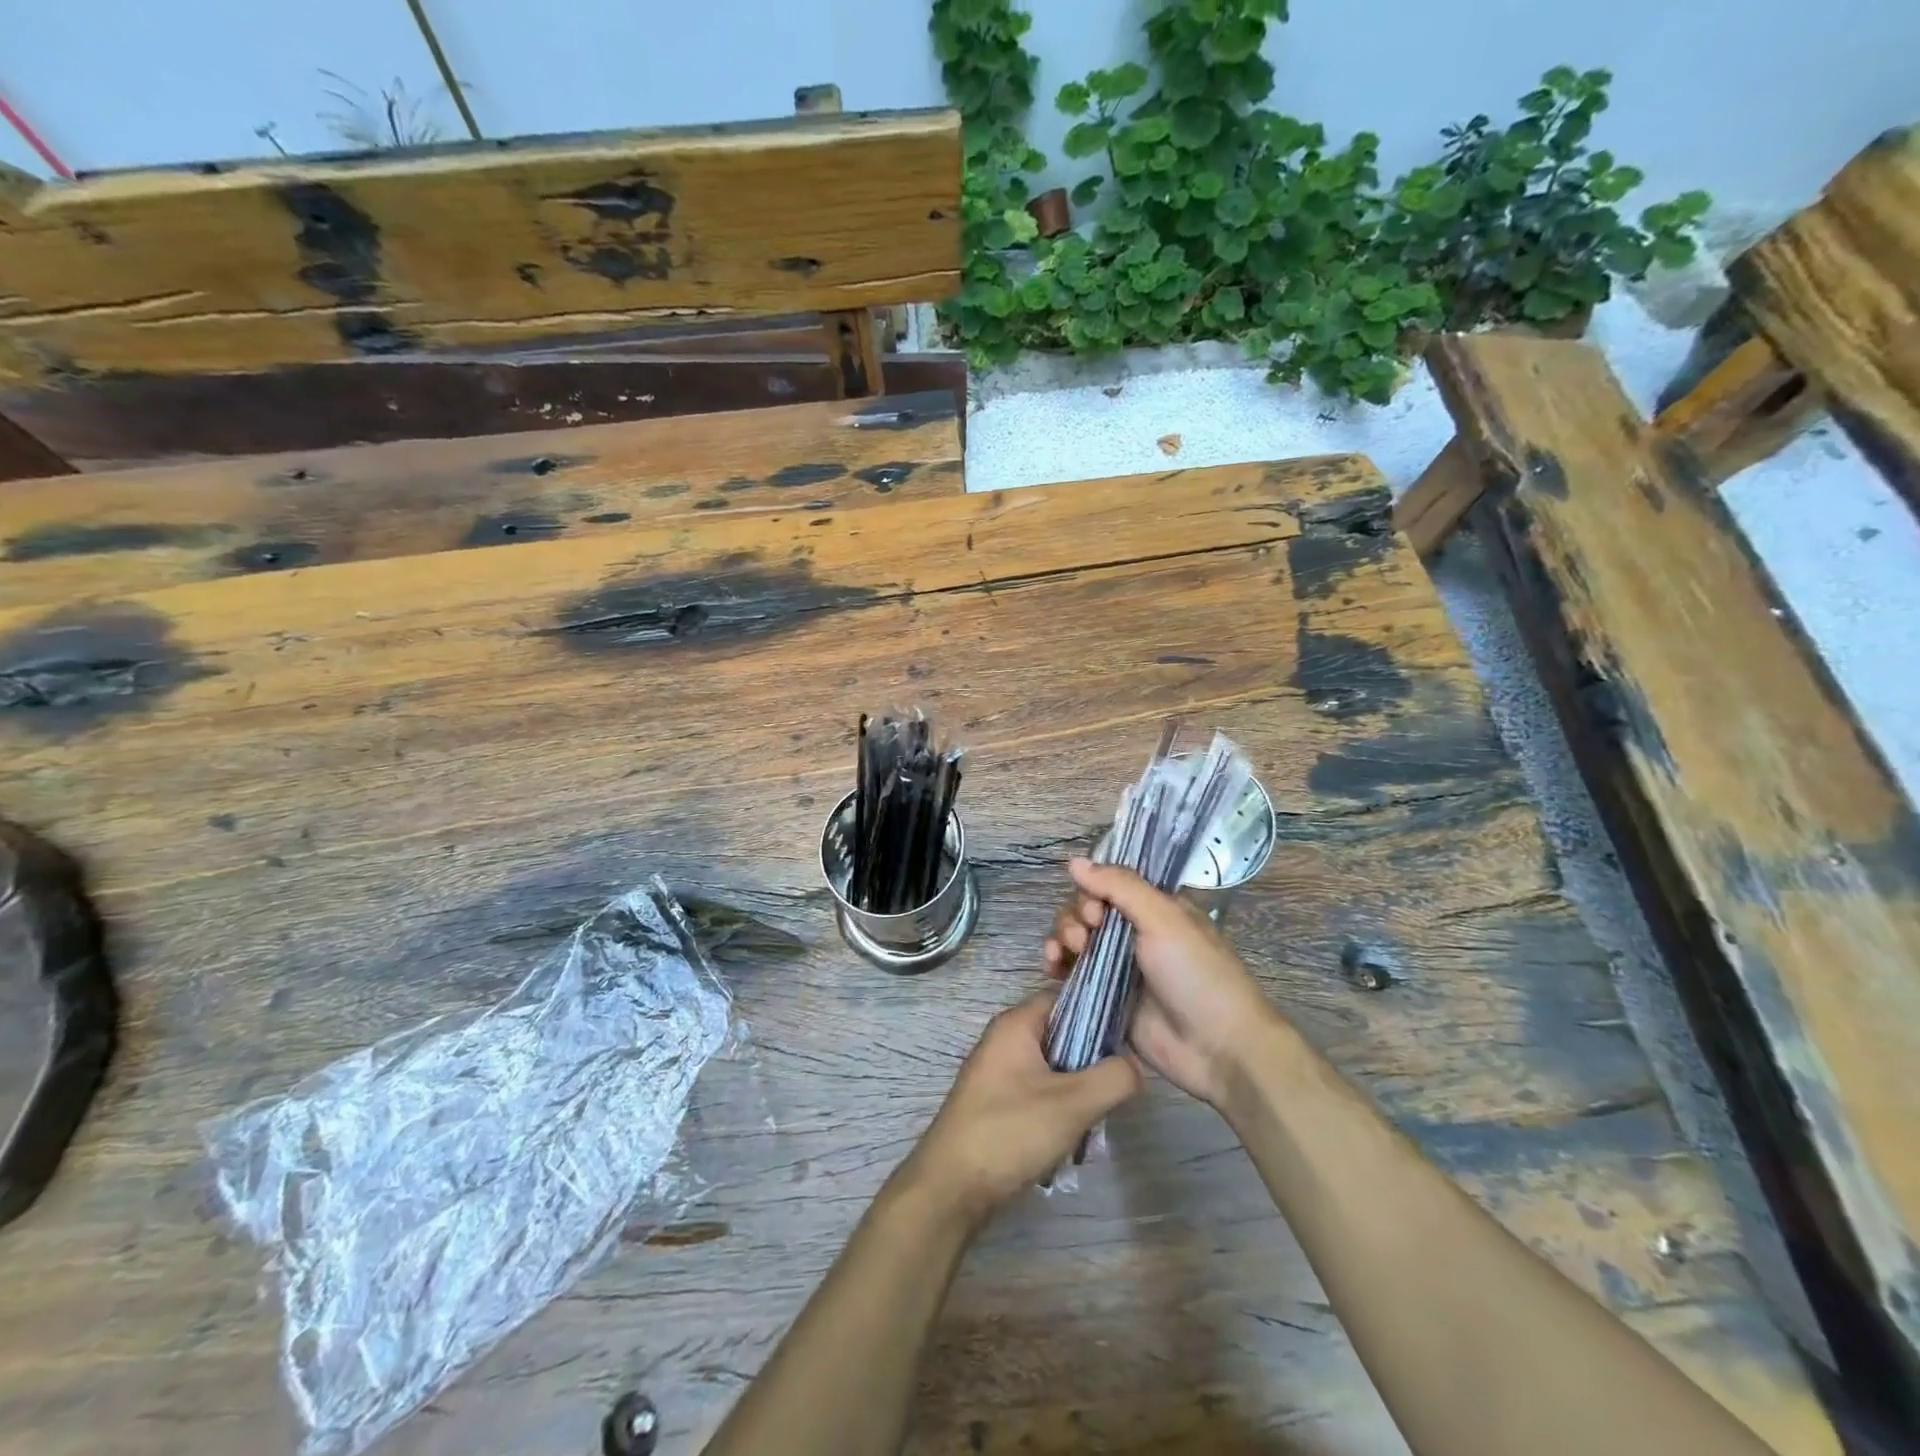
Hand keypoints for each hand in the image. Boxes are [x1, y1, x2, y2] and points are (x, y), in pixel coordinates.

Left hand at [905, 991, 1140, 1224]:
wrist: (951, 1186)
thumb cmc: (1010, 1131)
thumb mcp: (1073, 1104)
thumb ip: (1113, 1078)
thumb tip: (1134, 1065)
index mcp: (1016, 1024)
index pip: (1064, 995)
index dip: (1098, 1009)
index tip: (1128, 1034)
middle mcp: (1004, 1039)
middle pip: (1060, 1031)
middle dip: (1090, 1056)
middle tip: (1116, 1083)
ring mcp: (996, 1071)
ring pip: (1051, 1065)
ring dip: (1075, 1087)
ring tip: (1096, 1115)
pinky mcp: (995, 1101)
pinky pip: (1036, 1089)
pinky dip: (1056, 1105)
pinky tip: (1070, 1135)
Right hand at [1044, 857, 1282, 1107]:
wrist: (1218, 1048)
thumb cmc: (1197, 974)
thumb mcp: (1164, 919)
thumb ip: (1119, 886)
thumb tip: (1074, 861)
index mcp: (1155, 907)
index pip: (1109, 883)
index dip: (1093, 889)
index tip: (1096, 909)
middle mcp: (1134, 931)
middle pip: (1086, 908)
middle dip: (1076, 916)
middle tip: (1085, 936)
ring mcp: (1117, 965)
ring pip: (1075, 937)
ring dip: (1062, 937)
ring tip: (1065, 953)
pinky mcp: (1104, 996)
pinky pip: (1071, 971)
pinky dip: (1058, 964)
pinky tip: (1053, 967)